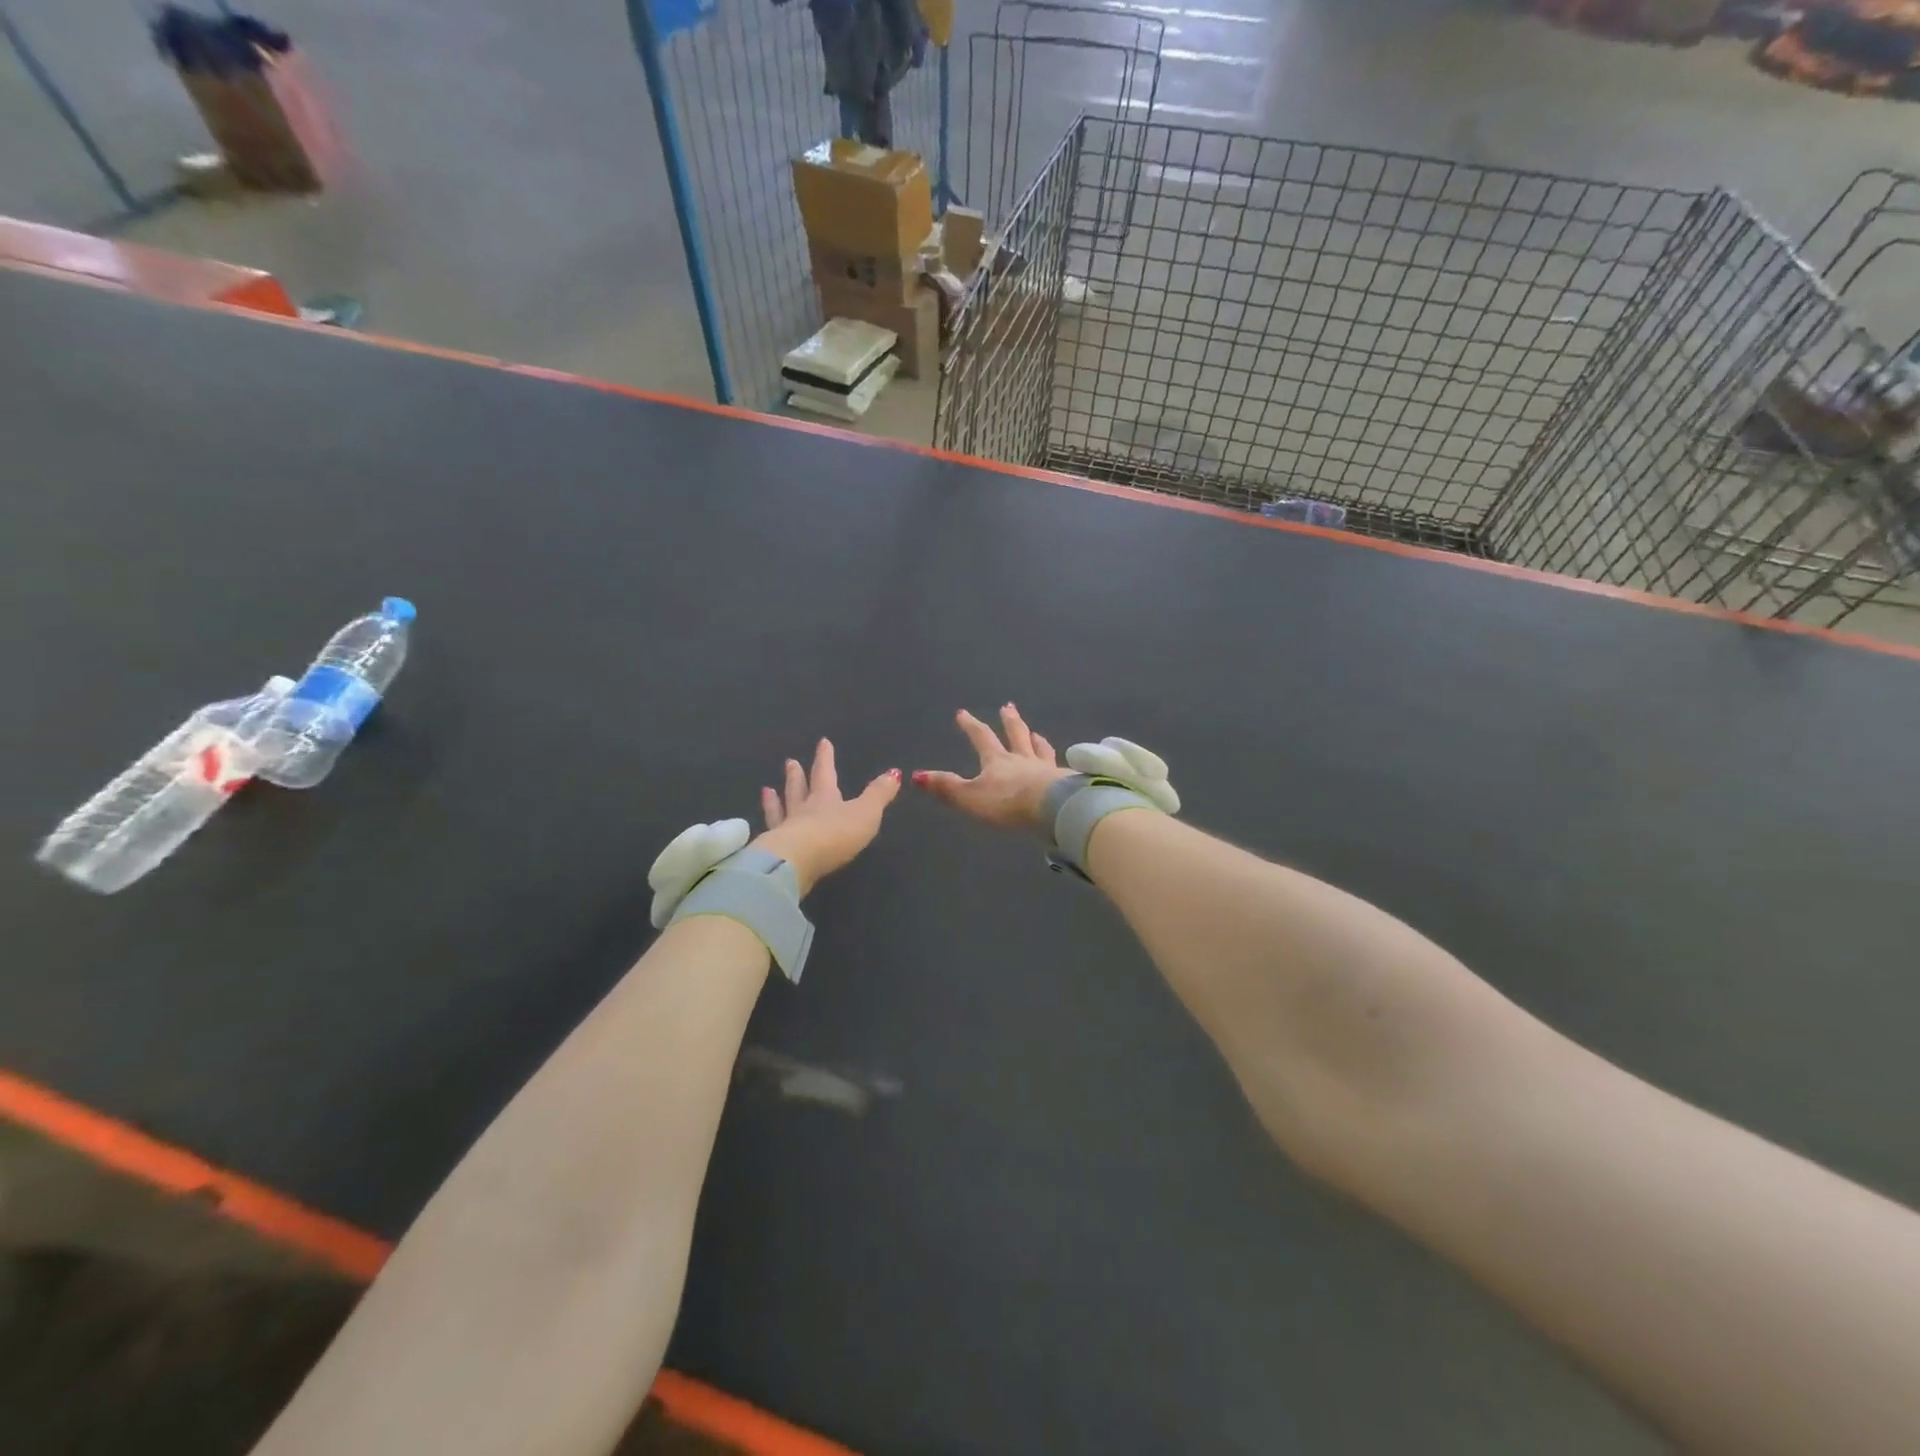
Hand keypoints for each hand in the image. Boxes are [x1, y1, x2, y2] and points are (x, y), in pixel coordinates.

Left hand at [754, 739, 900, 896]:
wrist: (797, 862)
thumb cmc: (835, 834)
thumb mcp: (866, 813)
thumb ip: (878, 794)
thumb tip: (894, 773)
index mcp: (825, 799)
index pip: (825, 773)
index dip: (825, 758)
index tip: (822, 742)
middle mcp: (802, 810)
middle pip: (799, 789)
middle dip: (797, 776)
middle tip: (790, 762)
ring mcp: (785, 830)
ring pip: (781, 810)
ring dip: (775, 800)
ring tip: (767, 790)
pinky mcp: (774, 852)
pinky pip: (770, 834)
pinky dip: (767, 827)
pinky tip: (761, 829)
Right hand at [912, 705, 1073, 828]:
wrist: (1053, 808)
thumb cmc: (1008, 802)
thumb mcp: (970, 797)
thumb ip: (946, 787)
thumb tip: (915, 775)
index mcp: (997, 761)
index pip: (981, 738)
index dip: (971, 725)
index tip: (962, 712)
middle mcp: (1022, 759)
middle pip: (1015, 734)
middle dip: (1009, 721)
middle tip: (1008, 706)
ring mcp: (1046, 768)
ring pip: (1039, 749)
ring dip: (1035, 739)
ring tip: (1035, 732)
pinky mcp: (1065, 781)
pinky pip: (1060, 767)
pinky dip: (1058, 762)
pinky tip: (1064, 764)